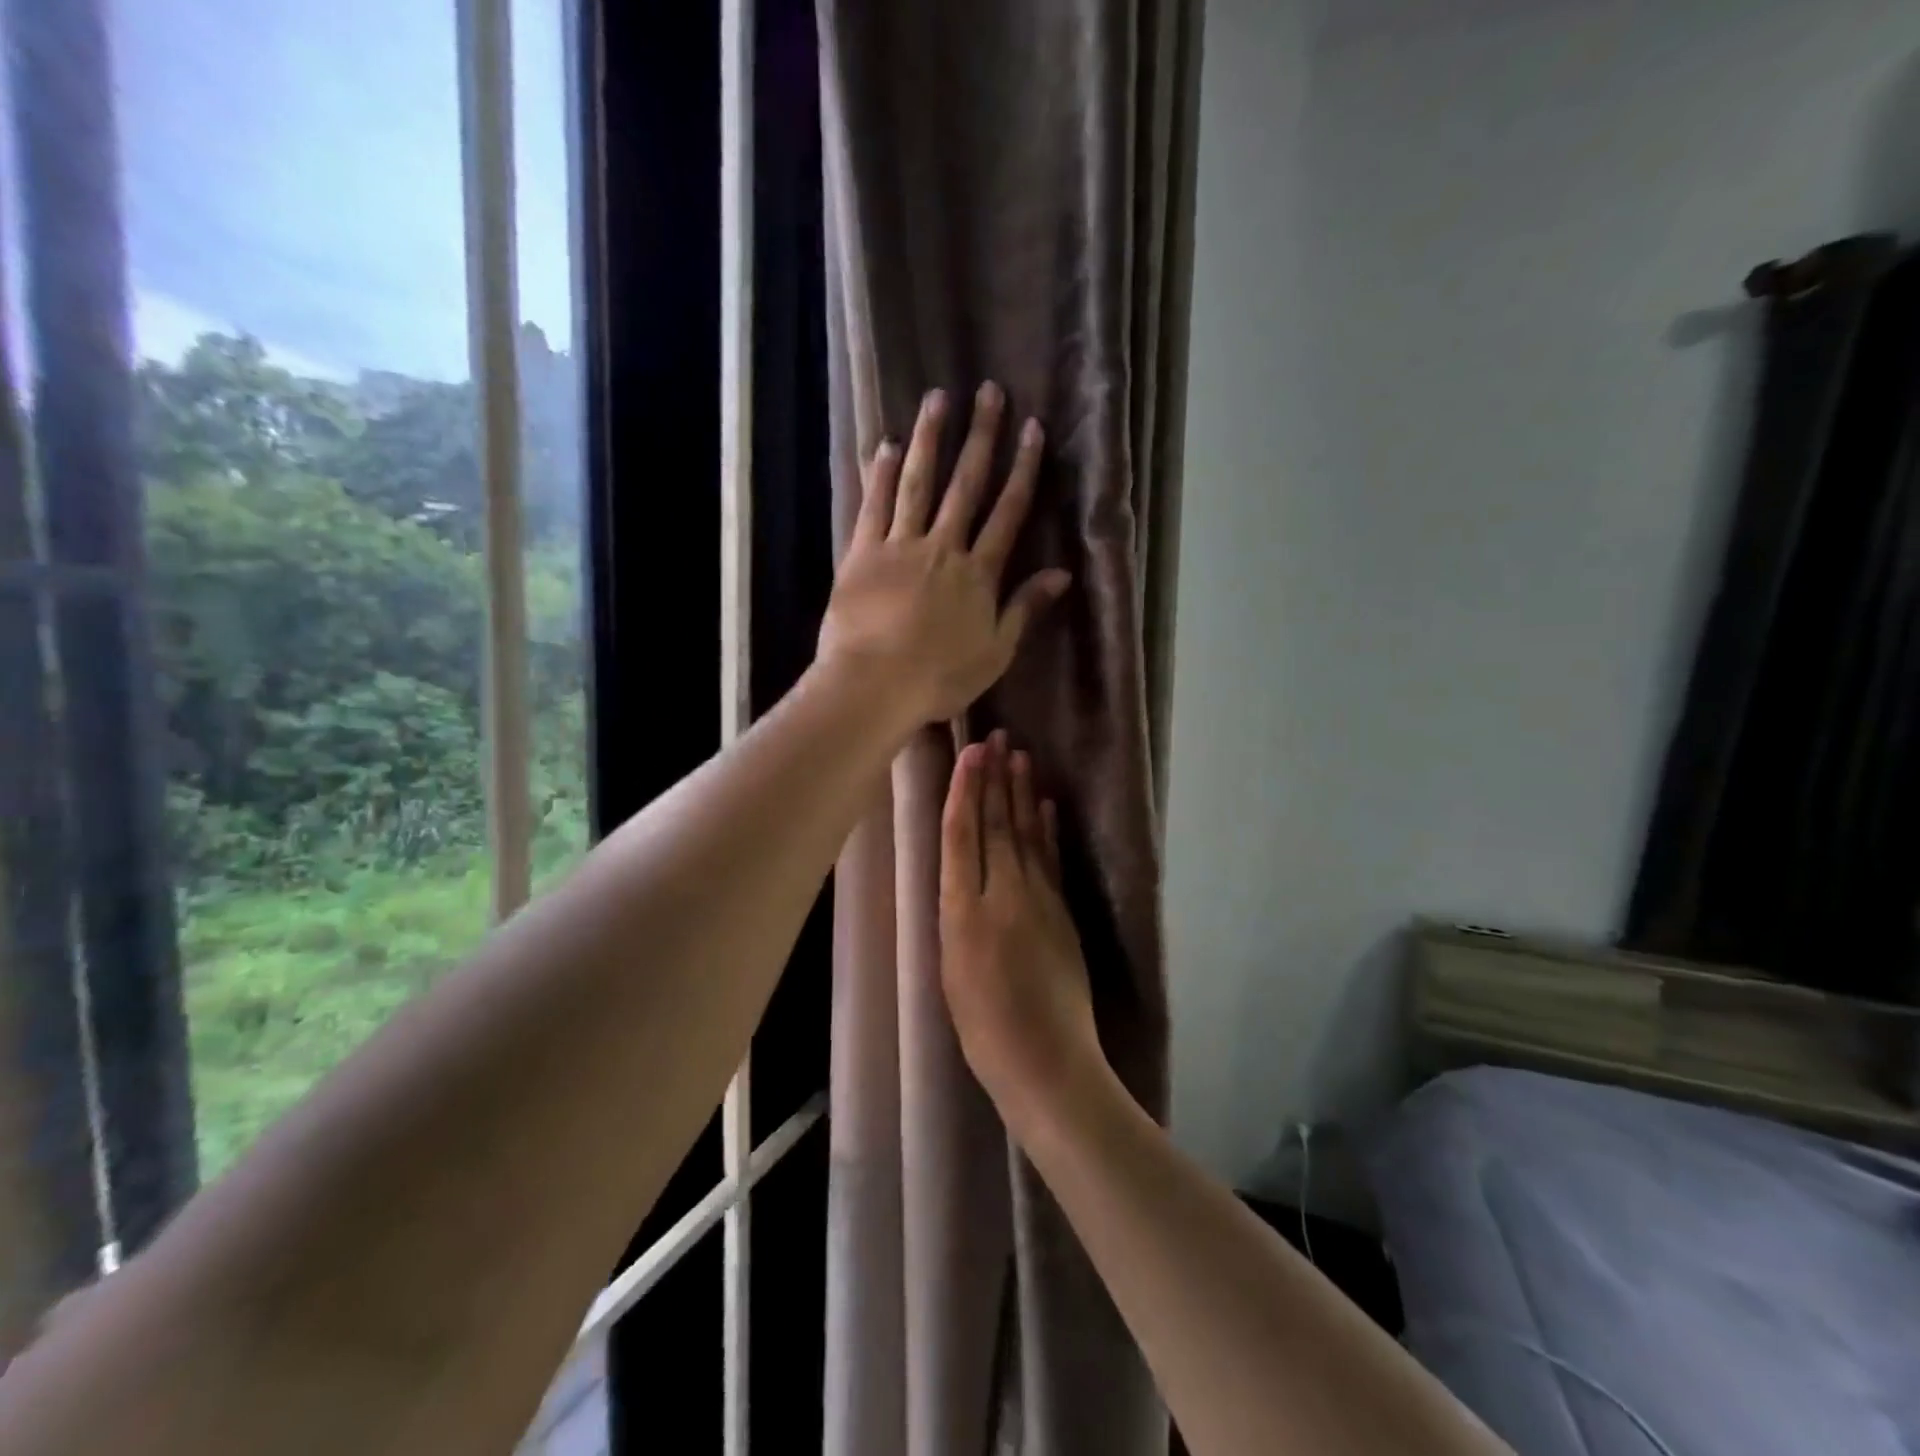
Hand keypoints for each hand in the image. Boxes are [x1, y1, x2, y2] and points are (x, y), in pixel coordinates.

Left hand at [817, 383, 1070, 728]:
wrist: (874, 685)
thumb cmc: (939, 679)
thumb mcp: (995, 653)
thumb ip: (1025, 608)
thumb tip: (1062, 574)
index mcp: (979, 574)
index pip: (1008, 512)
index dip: (1022, 469)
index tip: (1031, 429)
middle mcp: (943, 547)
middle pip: (966, 484)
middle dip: (980, 436)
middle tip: (989, 391)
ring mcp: (900, 546)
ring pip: (918, 483)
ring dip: (929, 439)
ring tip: (938, 398)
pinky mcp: (862, 553)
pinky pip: (874, 506)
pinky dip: (881, 474)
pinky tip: (886, 444)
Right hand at [938, 731, 1110, 1124]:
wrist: (1047, 1062)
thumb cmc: (983, 1030)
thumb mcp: (949, 972)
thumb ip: (954, 917)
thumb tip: (958, 877)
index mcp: (963, 912)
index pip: (963, 835)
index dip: (966, 790)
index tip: (971, 754)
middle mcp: (1002, 895)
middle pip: (996, 825)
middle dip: (995, 778)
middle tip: (996, 737)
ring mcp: (1038, 901)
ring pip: (1026, 835)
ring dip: (1022, 793)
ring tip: (1020, 756)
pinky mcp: (1062, 913)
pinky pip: (1051, 860)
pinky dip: (1047, 829)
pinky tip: (1046, 805)